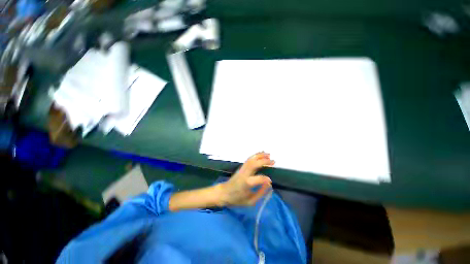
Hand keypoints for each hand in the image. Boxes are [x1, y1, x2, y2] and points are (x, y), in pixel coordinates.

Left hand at [219, 152, 274, 205]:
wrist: (224, 192)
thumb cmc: (236, 199)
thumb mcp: (250, 201)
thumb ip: (260, 193)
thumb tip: (268, 184)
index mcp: (246, 184)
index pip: (258, 179)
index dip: (265, 179)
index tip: (270, 181)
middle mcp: (244, 174)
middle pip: (254, 164)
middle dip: (264, 161)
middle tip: (273, 161)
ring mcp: (242, 169)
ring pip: (251, 159)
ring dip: (260, 156)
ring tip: (268, 154)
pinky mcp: (241, 167)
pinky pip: (249, 159)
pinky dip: (255, 155)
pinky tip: (261, 154)